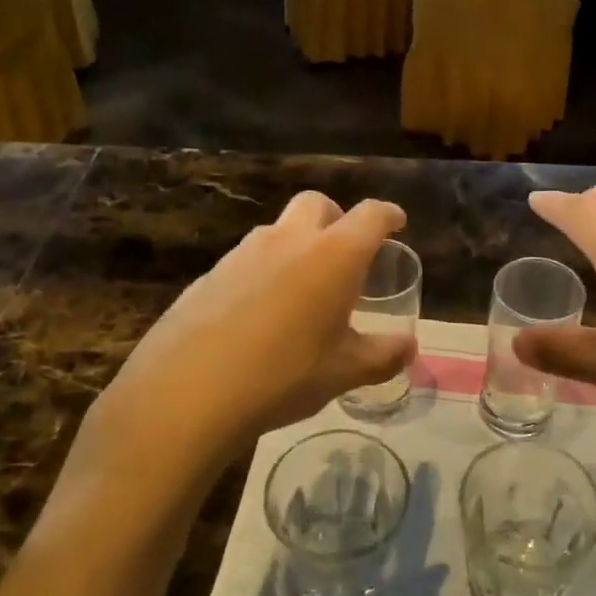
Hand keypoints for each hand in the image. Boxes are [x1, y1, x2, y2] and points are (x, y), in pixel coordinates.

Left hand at [79, 192, 415, 486]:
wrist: (187, 392)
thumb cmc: (283, 375)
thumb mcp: (343, 372)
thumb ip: (383, 356)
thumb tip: (408, 348)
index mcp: (333, 255)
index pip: (370, 216)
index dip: (388, 215)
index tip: (397, 223)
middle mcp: (289, 240)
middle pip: (317, 204)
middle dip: (337, 217)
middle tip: (346, 251)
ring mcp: (243, 253)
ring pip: (278, 230)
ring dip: (297, 244)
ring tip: (303, 288)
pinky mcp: (209, 275)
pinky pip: (247, 259)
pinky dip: (264, 271)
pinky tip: (260, 314)